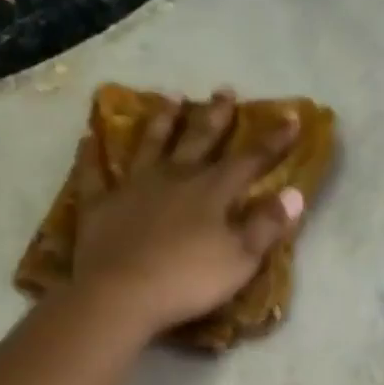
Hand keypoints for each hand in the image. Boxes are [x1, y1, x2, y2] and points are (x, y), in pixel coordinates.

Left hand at [71, 91, 303, 336]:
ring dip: (162, 122)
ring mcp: (134, 187)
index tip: (291, 117)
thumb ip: (267, 226)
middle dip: (216, 117)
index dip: (273, 141)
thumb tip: (294, 193)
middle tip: (224, 91)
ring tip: (172, 99)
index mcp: (212, 192)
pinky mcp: (100, 205)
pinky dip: (91, 156)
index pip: (250, 160)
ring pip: (150, 145)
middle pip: (199, 140)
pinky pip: (94, 174)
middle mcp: (174, 178)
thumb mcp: (240, 259)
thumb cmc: (189, 280)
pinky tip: (89, 139)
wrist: (122, 294)